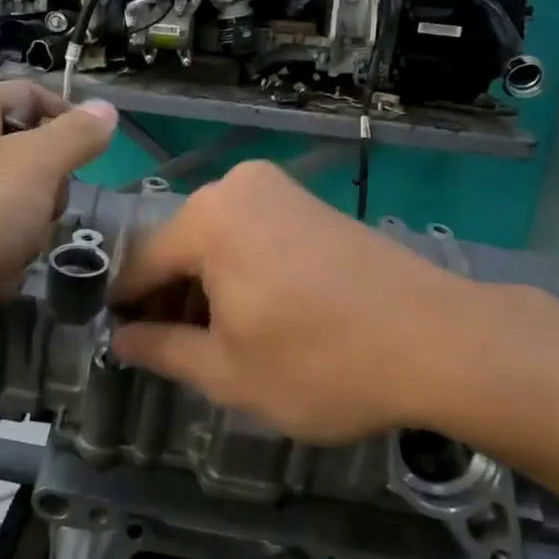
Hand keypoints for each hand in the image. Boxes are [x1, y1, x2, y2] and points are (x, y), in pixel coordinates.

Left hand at [0, 82, 117, 358]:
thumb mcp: (31, 167)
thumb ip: (74, 137)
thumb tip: (106, 110)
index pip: (31, 94)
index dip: (68, 119)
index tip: (95, 157)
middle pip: (27, 157)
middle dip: (45, 193)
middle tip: (38, 213)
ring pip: (13, 208)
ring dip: (22, 238)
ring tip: (4, 256)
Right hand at [109, 161, 490, 443]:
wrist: (439, 340)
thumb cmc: (321, 363)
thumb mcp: (229, 372)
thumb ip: (163, 351)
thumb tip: (121, 341)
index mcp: (206, 218)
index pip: (142, 264)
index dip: (126, 307)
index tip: (119, 342)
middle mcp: (237, 187)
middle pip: (180, 247)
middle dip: (171, 298)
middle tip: (171, 352)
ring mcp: (280, 190)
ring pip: (217, 240)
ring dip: (207, 287)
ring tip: (216, 342)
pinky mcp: (312, 203)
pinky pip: (253, 233)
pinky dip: (241, 270)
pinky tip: (257, 314)